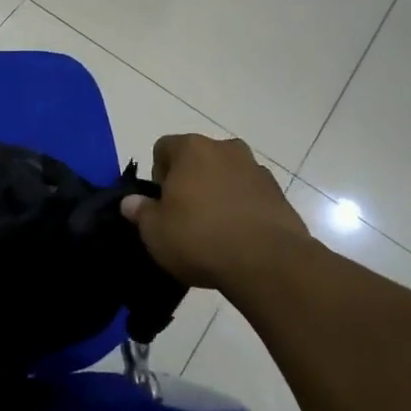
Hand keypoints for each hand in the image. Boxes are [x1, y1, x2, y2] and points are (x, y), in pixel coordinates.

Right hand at [121, 135, 307, 293]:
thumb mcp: (155, 232)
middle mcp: (225, 149)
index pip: (163, 148)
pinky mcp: (279, 194)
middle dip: (191, 181)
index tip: (162, 203)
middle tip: (186, 216)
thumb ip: (140, 212)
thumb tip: (131, 202)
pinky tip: (240, 238)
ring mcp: (256, 169)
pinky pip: (251, 195)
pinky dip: (244, 208)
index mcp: (191, 149)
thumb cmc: (200, 238)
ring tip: (215, 230)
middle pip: (198, 159)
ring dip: (219, 193)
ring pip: (227, 175)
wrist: (268, 262)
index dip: (158, 175)